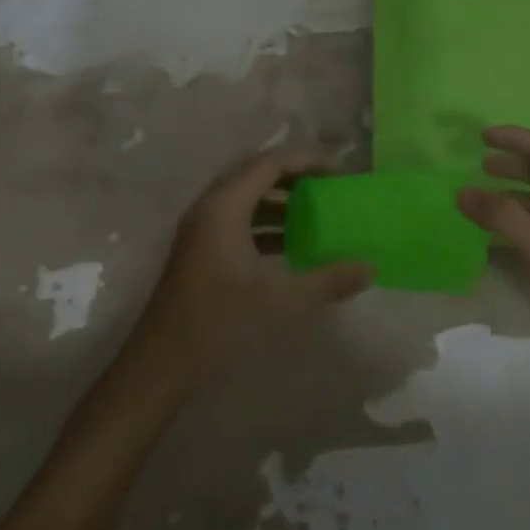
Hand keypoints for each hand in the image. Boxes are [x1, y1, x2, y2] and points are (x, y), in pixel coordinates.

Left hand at [124, 151, 373, 392]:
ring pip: (247, 196)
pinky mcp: (200, 249)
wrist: (159, 368)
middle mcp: (210, 206)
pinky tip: (290, 244)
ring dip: (280, 200)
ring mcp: (201, 228)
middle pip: (257, 173)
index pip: (271, 163)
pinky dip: (266, 222)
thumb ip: (327, 281)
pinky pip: (238, 218)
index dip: (308, 162)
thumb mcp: (279, 301)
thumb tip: (370, 267)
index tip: (341, 173)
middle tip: (330, 186)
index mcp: (224, 206)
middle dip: (296, 176)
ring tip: (316, 212)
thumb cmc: (218, 323)